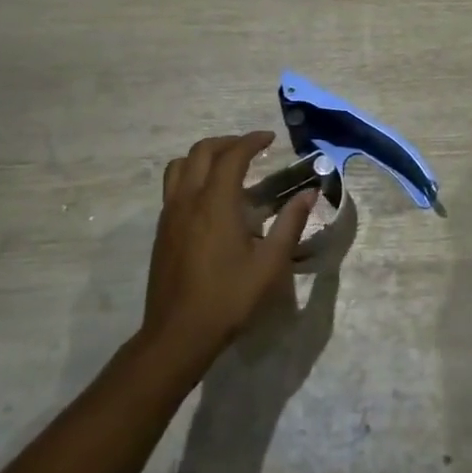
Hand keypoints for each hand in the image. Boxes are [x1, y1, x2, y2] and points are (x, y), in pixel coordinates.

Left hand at [141, 133, 317, 373]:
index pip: (232, 156)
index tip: (270, 138)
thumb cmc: (229, 297)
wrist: (178, 334)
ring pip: (179, 167)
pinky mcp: (162, 231)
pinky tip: (211, 198)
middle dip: (227, 143)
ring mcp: (170, 215)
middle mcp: (188, 200)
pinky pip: (173, 187)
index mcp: (215, 203)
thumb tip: (309, 194)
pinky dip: (192, 176)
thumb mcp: (270, 263)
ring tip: (227, 166)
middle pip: (201, 152)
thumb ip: (290, 223)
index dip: (251, 141)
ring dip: (204, 156)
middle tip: (251, 148)